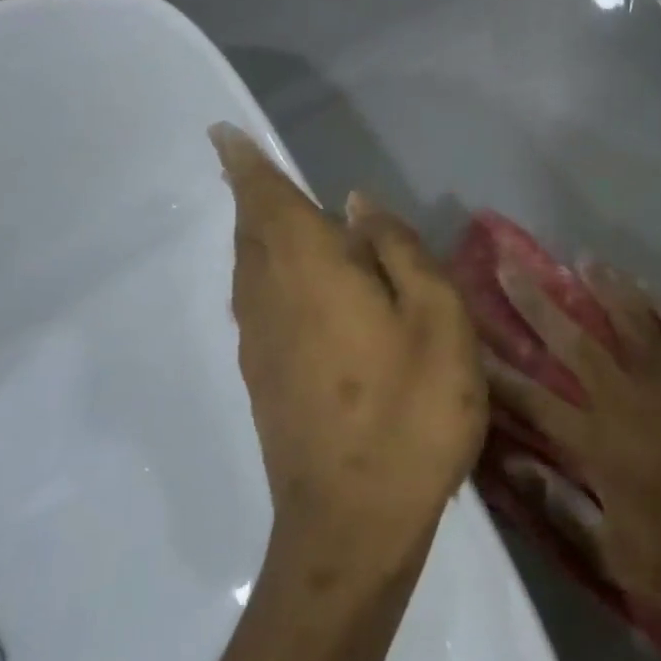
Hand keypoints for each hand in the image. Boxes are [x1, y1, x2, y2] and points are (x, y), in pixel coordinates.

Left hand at [211, 124, 487, 581]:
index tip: (223, 135)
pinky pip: (257, 306)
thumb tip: (357, 206)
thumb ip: (399, 253)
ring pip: (248, 272)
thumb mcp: (437, 320)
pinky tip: (291, 288)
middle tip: (253, 170)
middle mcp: (271, 301)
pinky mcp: (264, 383)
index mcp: (311, 273)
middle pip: (251, 234)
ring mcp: (260, 347)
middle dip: (251, 197)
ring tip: (272, 217)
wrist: (353, 524)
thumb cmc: (410, 412)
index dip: (247, 166)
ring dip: (256, 237)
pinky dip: (265, 277)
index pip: (268, 202)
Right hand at [486, 262, 660, 660]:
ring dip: (605, 288)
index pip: (533, 399)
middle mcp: (630, 402)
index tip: (468, 339)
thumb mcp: (613, 556)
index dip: (496, 370)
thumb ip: (560, 507)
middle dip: (537, 303)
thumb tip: (515, 465)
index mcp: (599, 445)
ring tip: (583, 259)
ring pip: (632, 322)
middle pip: (574, 342)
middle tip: (510, 265)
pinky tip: (649, 289)